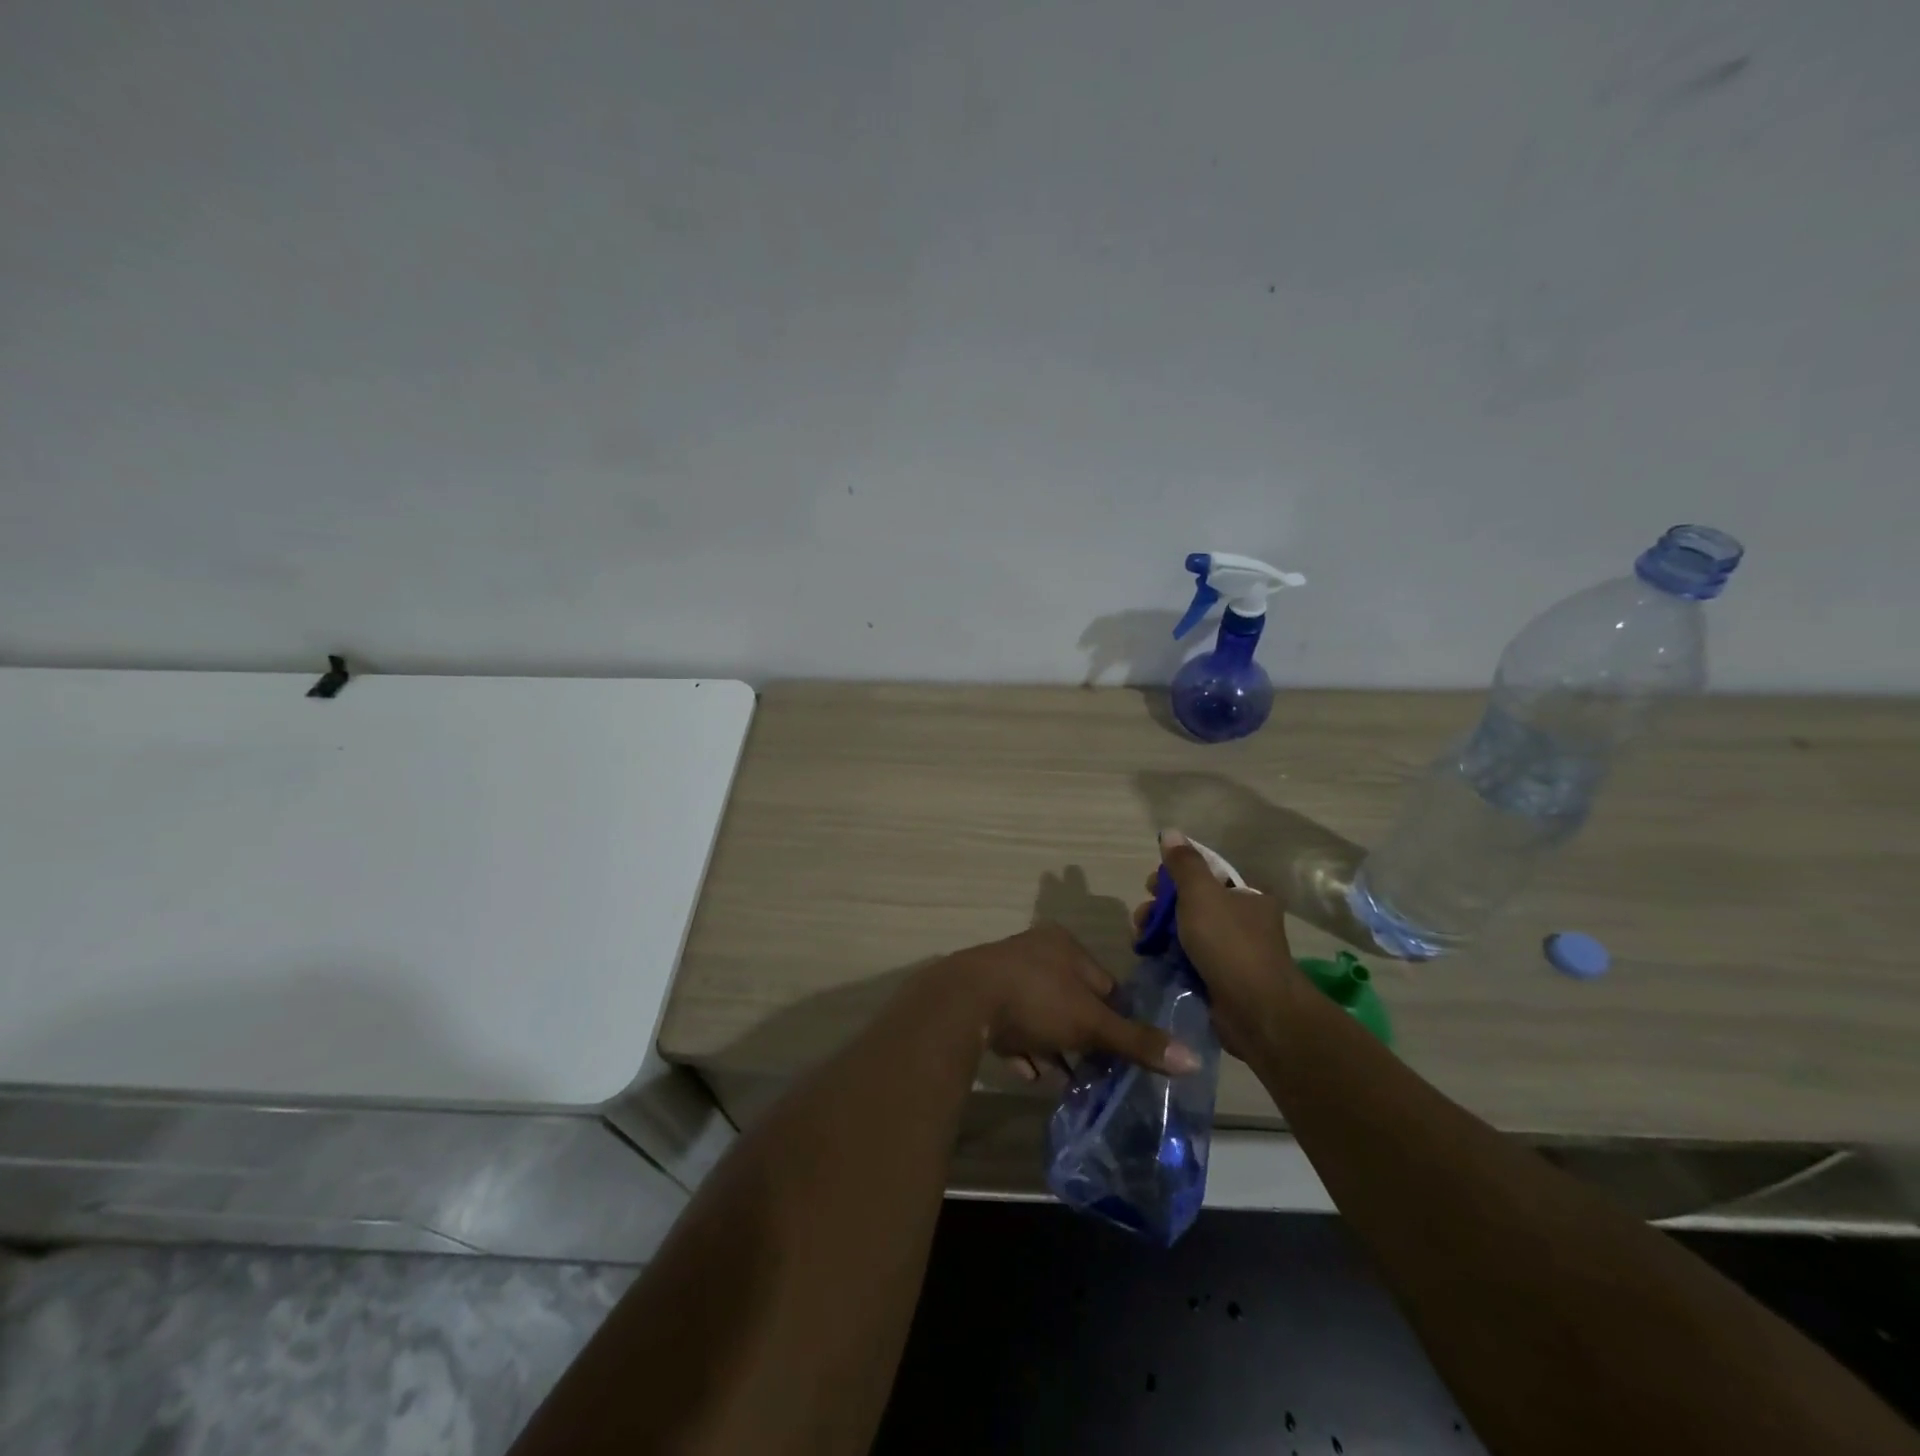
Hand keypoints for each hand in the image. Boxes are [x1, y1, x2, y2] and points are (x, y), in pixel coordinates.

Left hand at [932, 924, 1200, 1081]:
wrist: (963, 1002)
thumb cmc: (1036, 1000)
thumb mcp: (1091, 1023)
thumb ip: (1136, 1040)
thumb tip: (1191, 1059)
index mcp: (1063, 945)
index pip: (1104, 983)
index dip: (1117, 1019)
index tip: (1124, 1053)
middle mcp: (1034, 952)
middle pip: (1072, 1000)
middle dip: (1083, 1037)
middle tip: (1096, 1071)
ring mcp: (1004, 974)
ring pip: (1041, 1015)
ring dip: (1054, 1047)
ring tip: (1067, 1080)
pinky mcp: (981, 999)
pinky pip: (1012, 1027)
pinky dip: (1025, 1050)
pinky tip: (1032, 1074)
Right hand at [1133, 830, 1302, 1054]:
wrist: (1256, 1011)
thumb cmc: (1229, 944)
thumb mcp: (1201, 894)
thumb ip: (1183, 864)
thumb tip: (1170, 832)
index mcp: (1248, 895)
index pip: (1207, 874)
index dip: (1175, 875)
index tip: (1151, 885)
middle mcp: (1245, 920)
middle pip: (1194, 903)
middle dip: (1162, 906)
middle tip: (1142, 916)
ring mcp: (1235, 952)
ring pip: (1189, 932)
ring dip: (1161, 932)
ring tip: (1140, 941)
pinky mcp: (1223, 980)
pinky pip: (1190, 960)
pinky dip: (1171, 957)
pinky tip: (1153, 959)